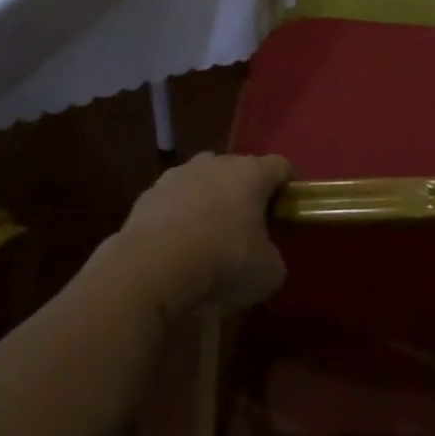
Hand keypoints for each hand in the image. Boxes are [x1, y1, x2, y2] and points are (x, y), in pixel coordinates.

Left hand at [117, 151, 291, 314]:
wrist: (150, 270)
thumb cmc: (223, 262)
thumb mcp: (269, 272)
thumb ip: (273, 256)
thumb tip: (264, 257)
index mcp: (251, 173)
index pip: (281, 166)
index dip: (288, 188)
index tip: (286, 214)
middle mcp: (215, 163)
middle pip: (239, 171)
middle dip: (245, 196)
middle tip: (248, 230)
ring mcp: (177, 175)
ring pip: (202, 184)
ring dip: (209, 204)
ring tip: (207, 242)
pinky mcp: (146, 195)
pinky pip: (172, 203)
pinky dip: (178, 220)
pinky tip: (176, 251)